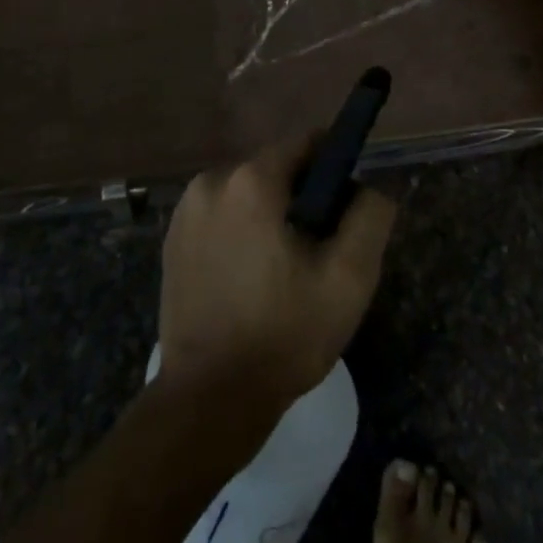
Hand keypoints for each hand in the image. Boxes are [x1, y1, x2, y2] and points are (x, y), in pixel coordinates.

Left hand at [159, 141, 396, 411]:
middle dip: (303, 196)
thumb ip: (370, 216)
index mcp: (251, 180)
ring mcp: (185, 210)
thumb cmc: (284, 335)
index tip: (346, 207)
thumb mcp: (349, 279)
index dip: (334, 167)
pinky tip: (251, 278)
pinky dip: (241, 231)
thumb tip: (371, 185)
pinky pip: (222, 215)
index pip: (306, 143)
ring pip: (248, 192)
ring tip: (284, 270)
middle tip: (319, 250)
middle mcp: (212, 181)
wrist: (208, 400)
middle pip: (276, 168)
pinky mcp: (171, 239)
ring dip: (271, 215)